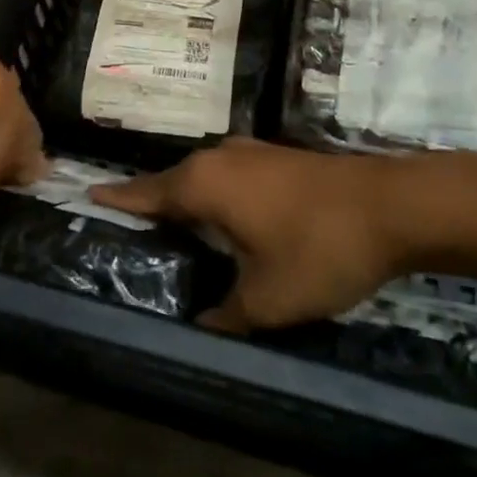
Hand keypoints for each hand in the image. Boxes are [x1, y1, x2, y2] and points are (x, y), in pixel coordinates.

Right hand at [93, 139, 421, 332]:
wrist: (393, 206)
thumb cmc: (319, 248)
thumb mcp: (267, 300)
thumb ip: (225, 316)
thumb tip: (201, 325)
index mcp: (202, 183)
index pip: (142, 194)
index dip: (113, 201)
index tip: (84, 199)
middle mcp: (217, 158)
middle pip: (169, 183)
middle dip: (148, 206)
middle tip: (126, 235)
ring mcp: (249, 152)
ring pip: (201, 179)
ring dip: (185, 203)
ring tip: (170, 234)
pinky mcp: (276, 157)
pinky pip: (228, 177)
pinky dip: (214, 198)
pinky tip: (222, 223)